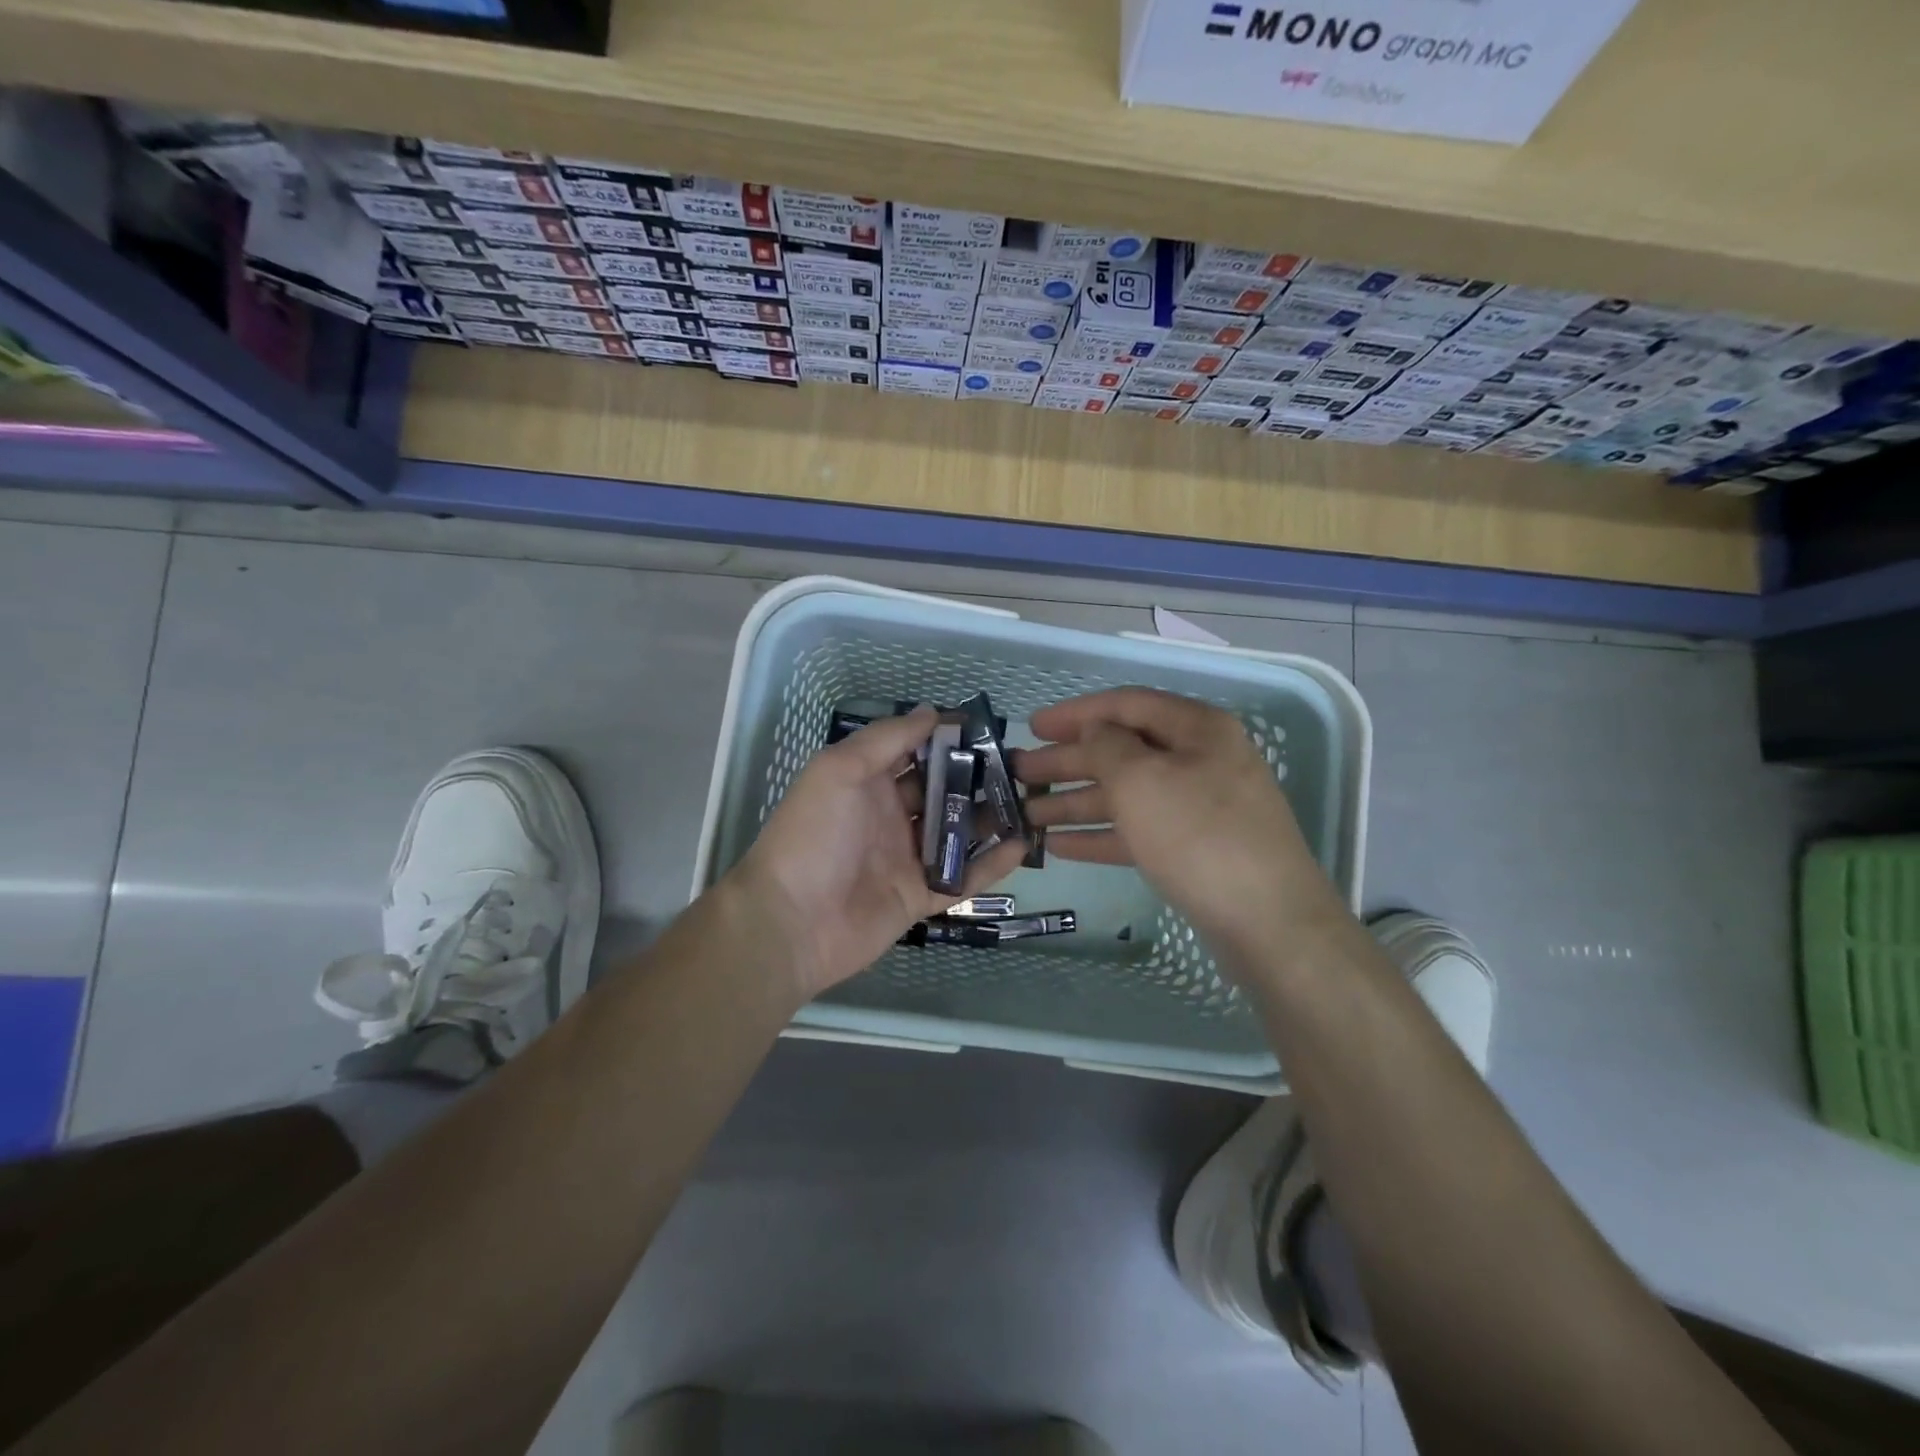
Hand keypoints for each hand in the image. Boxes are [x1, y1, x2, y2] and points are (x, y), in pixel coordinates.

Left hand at [731, 707, 1027, 999]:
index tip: (986, 727)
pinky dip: (992, 863)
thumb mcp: (841, 770)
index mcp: (868, 783)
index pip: (914, 752)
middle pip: (941, 790)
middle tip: (1021, 765)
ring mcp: (907, 858)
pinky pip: (963, 877)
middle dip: (976, 776)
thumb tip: (931, 711)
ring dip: (990, 817)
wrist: (792, 921)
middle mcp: (890, 816)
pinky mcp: (921, 896)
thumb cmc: (814, 835)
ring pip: (957, 832)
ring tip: (1031, 801)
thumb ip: (887, 739)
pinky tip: (1023, 845)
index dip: (946, 738)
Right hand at [1017, 688, 1343, 971]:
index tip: (1032, 725)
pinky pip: (1138, 831)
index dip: (1076, 712)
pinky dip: (1099, 835)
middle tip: (1018, 772)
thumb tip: (1096, 730)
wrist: (1268, 923)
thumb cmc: (1198, 836)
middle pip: (1121, 751)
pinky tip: (1060, 846)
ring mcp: (1198, 808)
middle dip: (1067, 761)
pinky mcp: (1194, 850)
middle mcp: (1200, 761)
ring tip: (1026, 813)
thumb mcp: (1142, 779)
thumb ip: (1107, 745)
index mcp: (1196, 729)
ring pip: (1126, 795)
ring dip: (1075, 802)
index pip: (1126, 704)